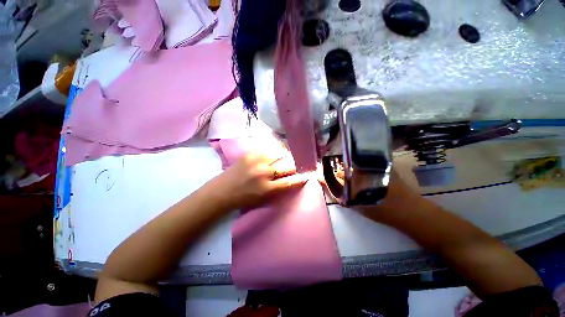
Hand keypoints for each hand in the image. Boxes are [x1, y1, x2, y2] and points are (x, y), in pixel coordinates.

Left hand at [209, 153, 310, 209]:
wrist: (221, 192)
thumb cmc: (243, 199)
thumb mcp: (264, 199)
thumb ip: (279, 189)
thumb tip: (291, 179)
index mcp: (267, 188)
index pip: (290, 181)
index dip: (301, 178)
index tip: (308, 174)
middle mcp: (264, 173)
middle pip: (287, 165)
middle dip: (295, 166)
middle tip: (296, 165)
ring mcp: (257, 161)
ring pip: (279, 154)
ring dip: (284, 157)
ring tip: (285, 158)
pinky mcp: (250, 154)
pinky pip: (268, 150)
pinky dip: (274, 152)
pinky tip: (275, 154)